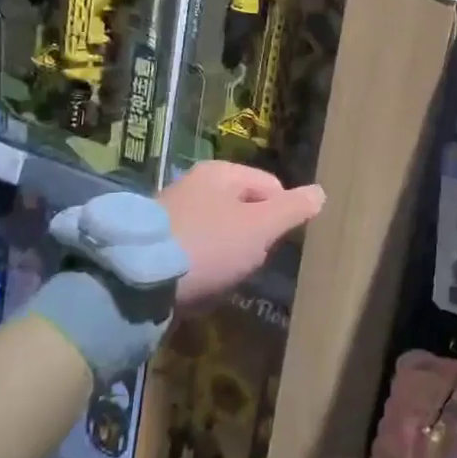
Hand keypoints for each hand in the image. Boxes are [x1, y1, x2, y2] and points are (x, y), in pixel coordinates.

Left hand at [159, 160, 323, 310]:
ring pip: (222, 233)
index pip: (272, 187)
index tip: (271, 245)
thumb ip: (293, 209)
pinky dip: (202, 267)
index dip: (280, 217)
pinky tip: (198, 285)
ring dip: (228, 256)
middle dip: (252, 240)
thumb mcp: (259, 228)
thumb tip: (321, 192)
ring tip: (221, 279)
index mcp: (221, 172)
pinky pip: (195, 251)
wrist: (135, 282)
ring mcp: (172, 212)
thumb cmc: (208, 247)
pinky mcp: (155, 242)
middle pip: (246, 211)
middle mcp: (195, 184)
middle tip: (246, 264)